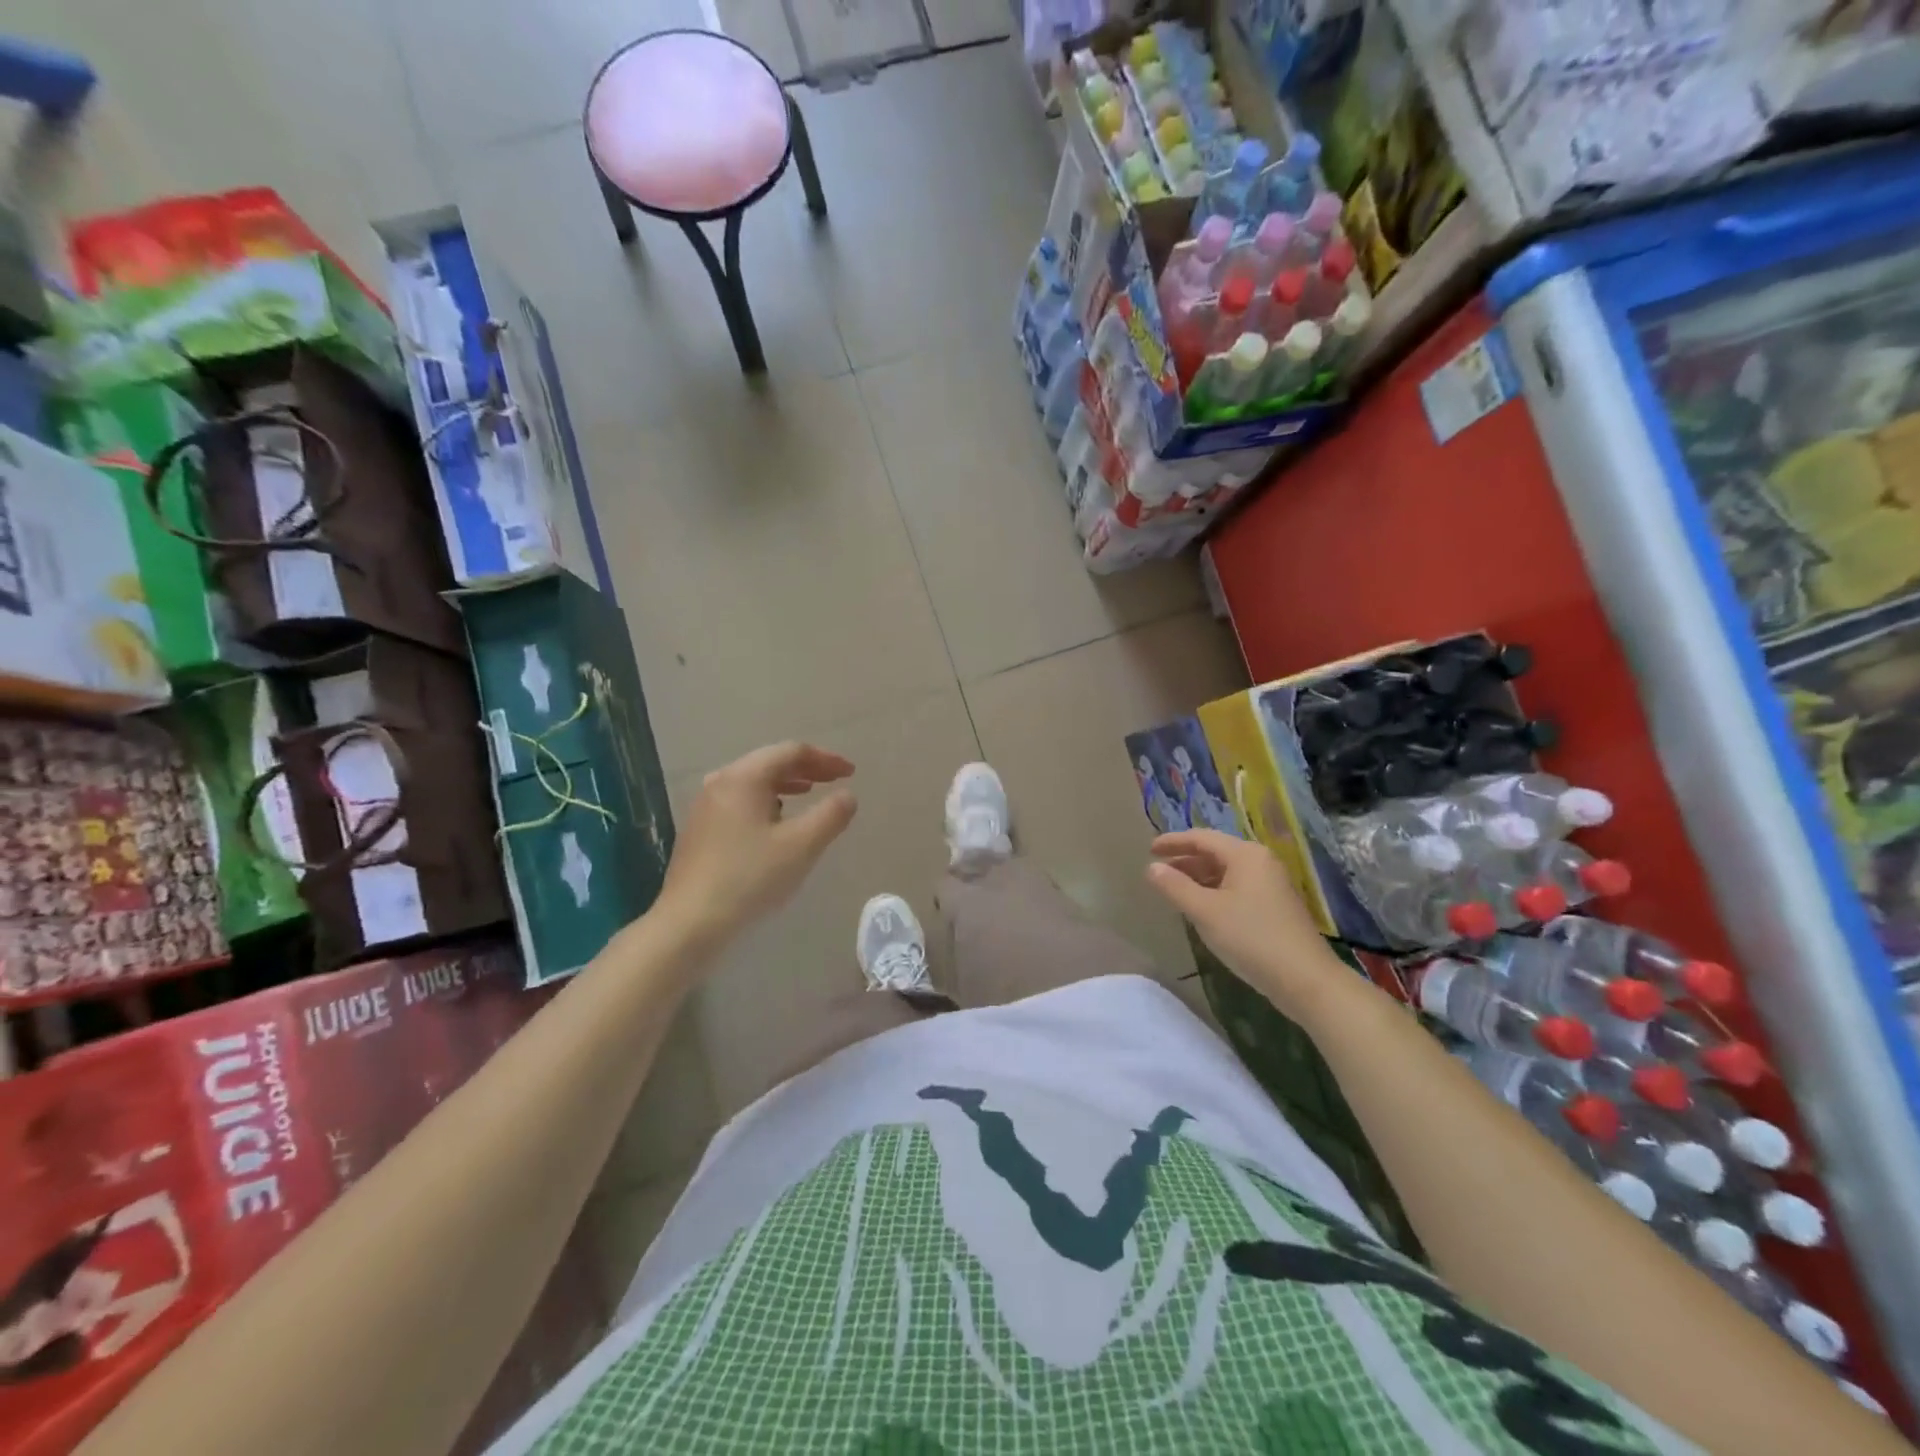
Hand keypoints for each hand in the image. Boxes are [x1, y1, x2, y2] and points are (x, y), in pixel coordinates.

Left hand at [657, 742, 856, 956]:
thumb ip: (831, 815)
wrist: (690, 923)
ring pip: (753, 782)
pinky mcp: (700, 829)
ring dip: (786, 784)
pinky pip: (740, 800)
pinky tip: (775, 822)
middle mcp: (720, 782)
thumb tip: (847, 795)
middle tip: (835, 780)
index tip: (851, 772)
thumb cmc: (750, 878)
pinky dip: (766, 800)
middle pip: (769, 762)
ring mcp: (705, 806)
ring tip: (808, 794)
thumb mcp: (801, 846)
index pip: (791, 752)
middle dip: (806, 768)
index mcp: (743, 778)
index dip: (826, 759)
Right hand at [1145, 829, 1366, 1026]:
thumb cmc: (1251, 938)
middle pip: (1215, 852)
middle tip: (1158, 872)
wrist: (1306, 980)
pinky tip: (1202, 908)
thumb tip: (1151, 868)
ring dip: (1198, 877)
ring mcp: (1271, 883)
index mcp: (1245, 855)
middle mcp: (1260, 862)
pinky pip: (1237, 887)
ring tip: (1174, 891)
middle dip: (1185, 860)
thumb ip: (1175, 887)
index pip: (1201, 837)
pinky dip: (1214, 891)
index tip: (1149, 850)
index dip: (1173, 842)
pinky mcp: (1275, 905)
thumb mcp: (1205, 912)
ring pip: (1226, 871)